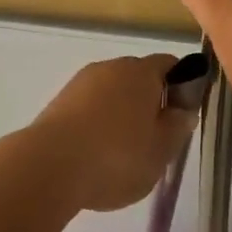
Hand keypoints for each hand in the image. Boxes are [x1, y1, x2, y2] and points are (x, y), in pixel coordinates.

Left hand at [21, 55, 197, 214]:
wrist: (49, 166)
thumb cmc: (116, 157)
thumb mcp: (162, 150)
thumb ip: (178, 127)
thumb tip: (182, 109)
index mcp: (141, 71)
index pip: (170, 65)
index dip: (182, 87)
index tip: (181, 117)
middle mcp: (110, 67)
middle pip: (138, 78)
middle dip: (149, 103)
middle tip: (154, 140)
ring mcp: (80, 83)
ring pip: (111, 93)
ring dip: (120, 115)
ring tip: (121, 154)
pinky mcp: (59, 102)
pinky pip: (89, 108)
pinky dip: (96, 124)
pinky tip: (95, 155)